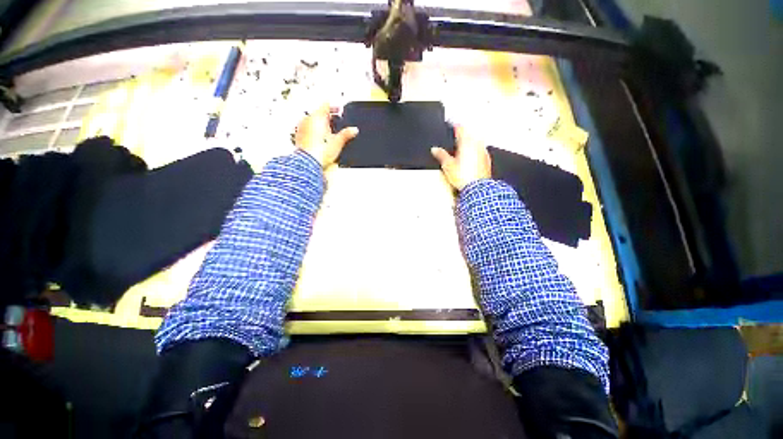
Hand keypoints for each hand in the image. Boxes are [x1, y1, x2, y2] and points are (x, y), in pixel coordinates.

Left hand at [295, 104, 358, 166]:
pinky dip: (315, 131)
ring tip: (329, 132)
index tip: (340, 111)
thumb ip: (346, 134)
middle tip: (336, 122)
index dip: (335, 107)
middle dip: (328, 117)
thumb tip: (354, 130)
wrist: (307, 163)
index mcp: (318, 117)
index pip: (326, 105)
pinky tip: (321, 140)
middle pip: (319, 113)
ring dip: (321, 124)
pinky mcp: (299, 136)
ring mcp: (302, 127)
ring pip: (313, 120)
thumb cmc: (319, 152)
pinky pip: (308, 128)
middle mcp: (308, 120)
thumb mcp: (338, 143)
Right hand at [431, 125, 490, 190]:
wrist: (477, 188)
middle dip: (463, 134)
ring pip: (476, 142)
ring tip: (463, 147)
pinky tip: (470, 157)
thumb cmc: (464, 177)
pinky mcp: (486, 160)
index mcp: (466, 143)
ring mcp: (483, 152)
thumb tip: (435, 149)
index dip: (455, 125)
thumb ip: (441, 155)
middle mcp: (477, 145)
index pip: (460, 128)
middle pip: (469, 134)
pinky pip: (480, 151)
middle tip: (457, 135)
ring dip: (469, 142)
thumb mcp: (448, 165)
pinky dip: (475, 151)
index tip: (452, 124)